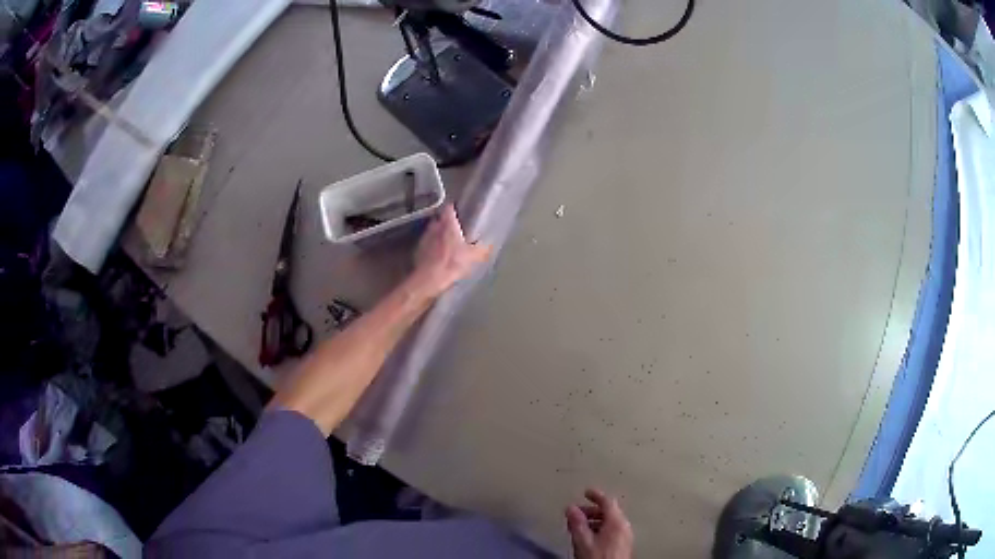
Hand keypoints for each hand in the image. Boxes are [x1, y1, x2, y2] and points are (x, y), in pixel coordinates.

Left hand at [411, 204, 491, 297]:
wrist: (428, 278)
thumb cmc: (451, 263)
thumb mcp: (472, 257)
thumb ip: (482, 249)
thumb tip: (490, 246)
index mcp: (448, 224)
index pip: (450, 208)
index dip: (455, 208)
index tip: (460, 211)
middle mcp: (435, 226)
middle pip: (440, 218)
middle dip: (446, 222)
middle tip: (455, 228)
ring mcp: (425, 237)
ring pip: (433, 230)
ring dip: (438, 234)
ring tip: (446, 242)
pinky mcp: (418, 249)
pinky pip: (427, 243)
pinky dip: (432, 246)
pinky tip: (437, 254)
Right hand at [565, 489, 633, 558]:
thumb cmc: (598, 557)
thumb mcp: (583, 540)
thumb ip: (577, 523)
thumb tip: (571, 508)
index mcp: (617, 522)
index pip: (608, 501)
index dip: (596, 495)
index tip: (586, 492)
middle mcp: (625, 526)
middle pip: (610, 511)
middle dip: (592, 510)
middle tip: (577, 513)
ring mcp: (626, 536)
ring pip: (611, 521)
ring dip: (596, 521)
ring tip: (580, 527)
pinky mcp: (624, 545)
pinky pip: (613, 530)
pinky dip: (601, 528)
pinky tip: (590, 537)